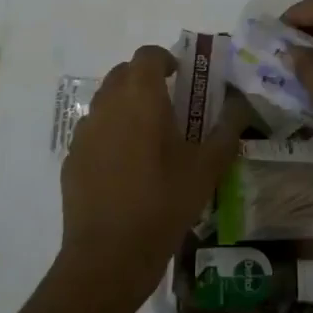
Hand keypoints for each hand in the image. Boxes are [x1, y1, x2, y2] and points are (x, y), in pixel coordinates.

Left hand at [57, 45, 245, 309]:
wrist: (108, 257)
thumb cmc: (164, 204)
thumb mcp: (207, 168)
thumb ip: (227, 130)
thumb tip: (240, 105)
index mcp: (141, 97)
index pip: (148, 55)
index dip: (165, 59)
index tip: (182, 77)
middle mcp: (108, 104)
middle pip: (124, 73)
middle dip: (146, 80)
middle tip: (171, 105)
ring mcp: (85, 132)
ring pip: (106, 101)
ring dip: (127, 106)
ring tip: (150, 137)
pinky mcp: (72, 158)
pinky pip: (94, 131)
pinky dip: (110, 134)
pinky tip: (126, 167)